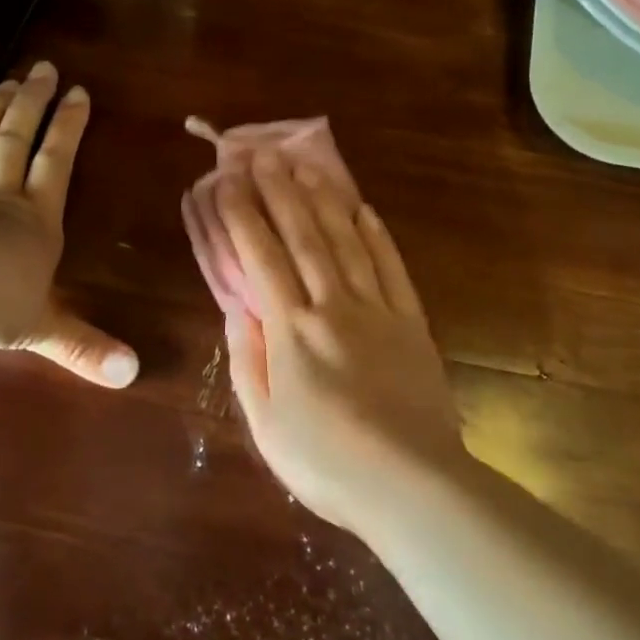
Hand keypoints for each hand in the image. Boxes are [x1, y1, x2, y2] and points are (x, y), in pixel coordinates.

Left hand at [0, 62, 138, 387]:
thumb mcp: (46, 329)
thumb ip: (86, 347)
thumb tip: (133, 374)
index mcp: (35, 221)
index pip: (56, 164)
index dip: (68, 127)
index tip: (78, 92)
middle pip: (15, 142)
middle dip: (30, 104)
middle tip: (41, 69)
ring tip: (1, 82)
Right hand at [213, 149, 470, 532]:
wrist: (411, 484)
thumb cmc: (326, 461)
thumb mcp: (265, 421)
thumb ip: (247, 359)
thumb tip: (236, 308)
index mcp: (292, 330)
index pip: (261, 257)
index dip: (242, 215)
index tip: (228, 182)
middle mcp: (333, 306)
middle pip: (303, 236)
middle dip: (280, 191)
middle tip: (263, 154)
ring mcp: (378, 310)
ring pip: (346, 242)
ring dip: (324, 199)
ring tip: (306, 165)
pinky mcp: (411, 322)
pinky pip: (391, 268)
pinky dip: (376, 235)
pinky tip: (363, 209)